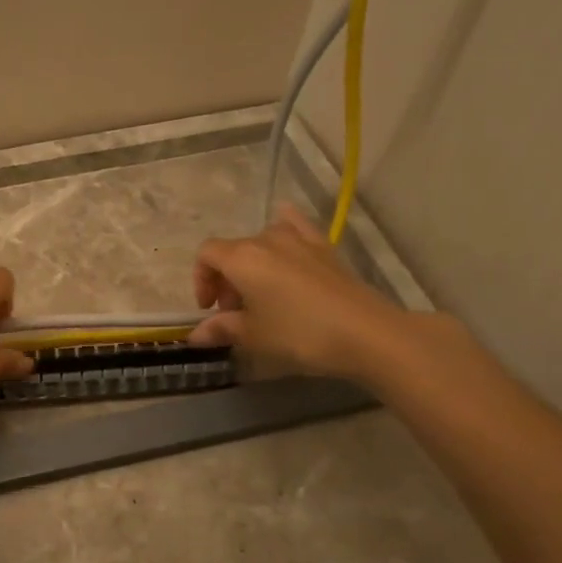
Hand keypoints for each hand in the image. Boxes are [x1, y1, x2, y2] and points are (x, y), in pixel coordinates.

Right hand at [191, 205, 424, 385]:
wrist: (366, 332)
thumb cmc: (299, 334)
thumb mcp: (254, 336)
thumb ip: (222, 329)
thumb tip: (196, 335)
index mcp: (242, 258)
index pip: (206, 255)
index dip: (201, 280)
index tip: (209, 308)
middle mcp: (266, 240)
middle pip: (233, 250)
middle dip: (226, 279)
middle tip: (235, 312)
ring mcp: (299, 239)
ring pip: (262, 241)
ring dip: (253, 263)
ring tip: (261, 292)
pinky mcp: (325, 247)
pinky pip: (296, 226)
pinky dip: (285, 227)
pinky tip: (285, 231)